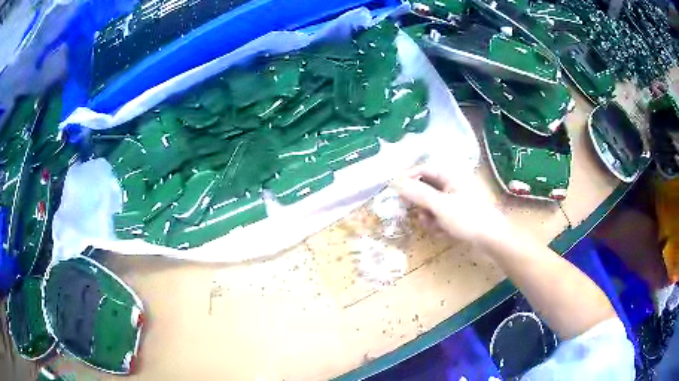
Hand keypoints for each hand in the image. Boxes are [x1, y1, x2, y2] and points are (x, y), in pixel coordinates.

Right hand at [391, 164, 506, 243]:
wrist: (491, 239)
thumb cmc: (467, 218)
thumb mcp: (440, 206)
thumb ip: (417, 194)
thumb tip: (396, 182)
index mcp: (450, 175)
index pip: (423, 169)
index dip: (408, 178)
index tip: (395, 190)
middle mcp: (451, 185)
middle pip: (426, 188)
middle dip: (419, 203)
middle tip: (414, 213)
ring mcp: (455, 200)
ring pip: (431, 204)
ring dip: (428, 216)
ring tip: (432, 226)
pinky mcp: (457, 214)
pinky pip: (439, 215)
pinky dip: (437, 223)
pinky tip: (442, 232)